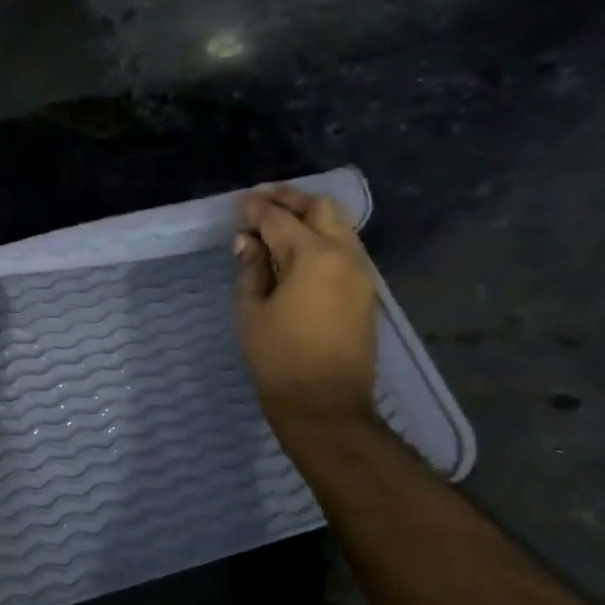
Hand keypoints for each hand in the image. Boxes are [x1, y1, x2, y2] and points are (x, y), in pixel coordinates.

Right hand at [234, 186, 377, 428]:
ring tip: (279, 224)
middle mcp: (344, 255)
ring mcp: (361, 271)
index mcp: (312, 257)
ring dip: (310, 217)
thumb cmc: (278, 358)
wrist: (325, 403)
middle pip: (320, 208)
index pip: (279, 219)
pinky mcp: (366, 289)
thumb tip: (247, 241)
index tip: (238, 205)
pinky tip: (299, 250)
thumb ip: (250, 268)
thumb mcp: (250, 311)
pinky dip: (323, 236)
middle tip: (261, 204)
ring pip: (340, 224)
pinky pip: (346, 246)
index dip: (255, 209)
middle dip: (289, 201)